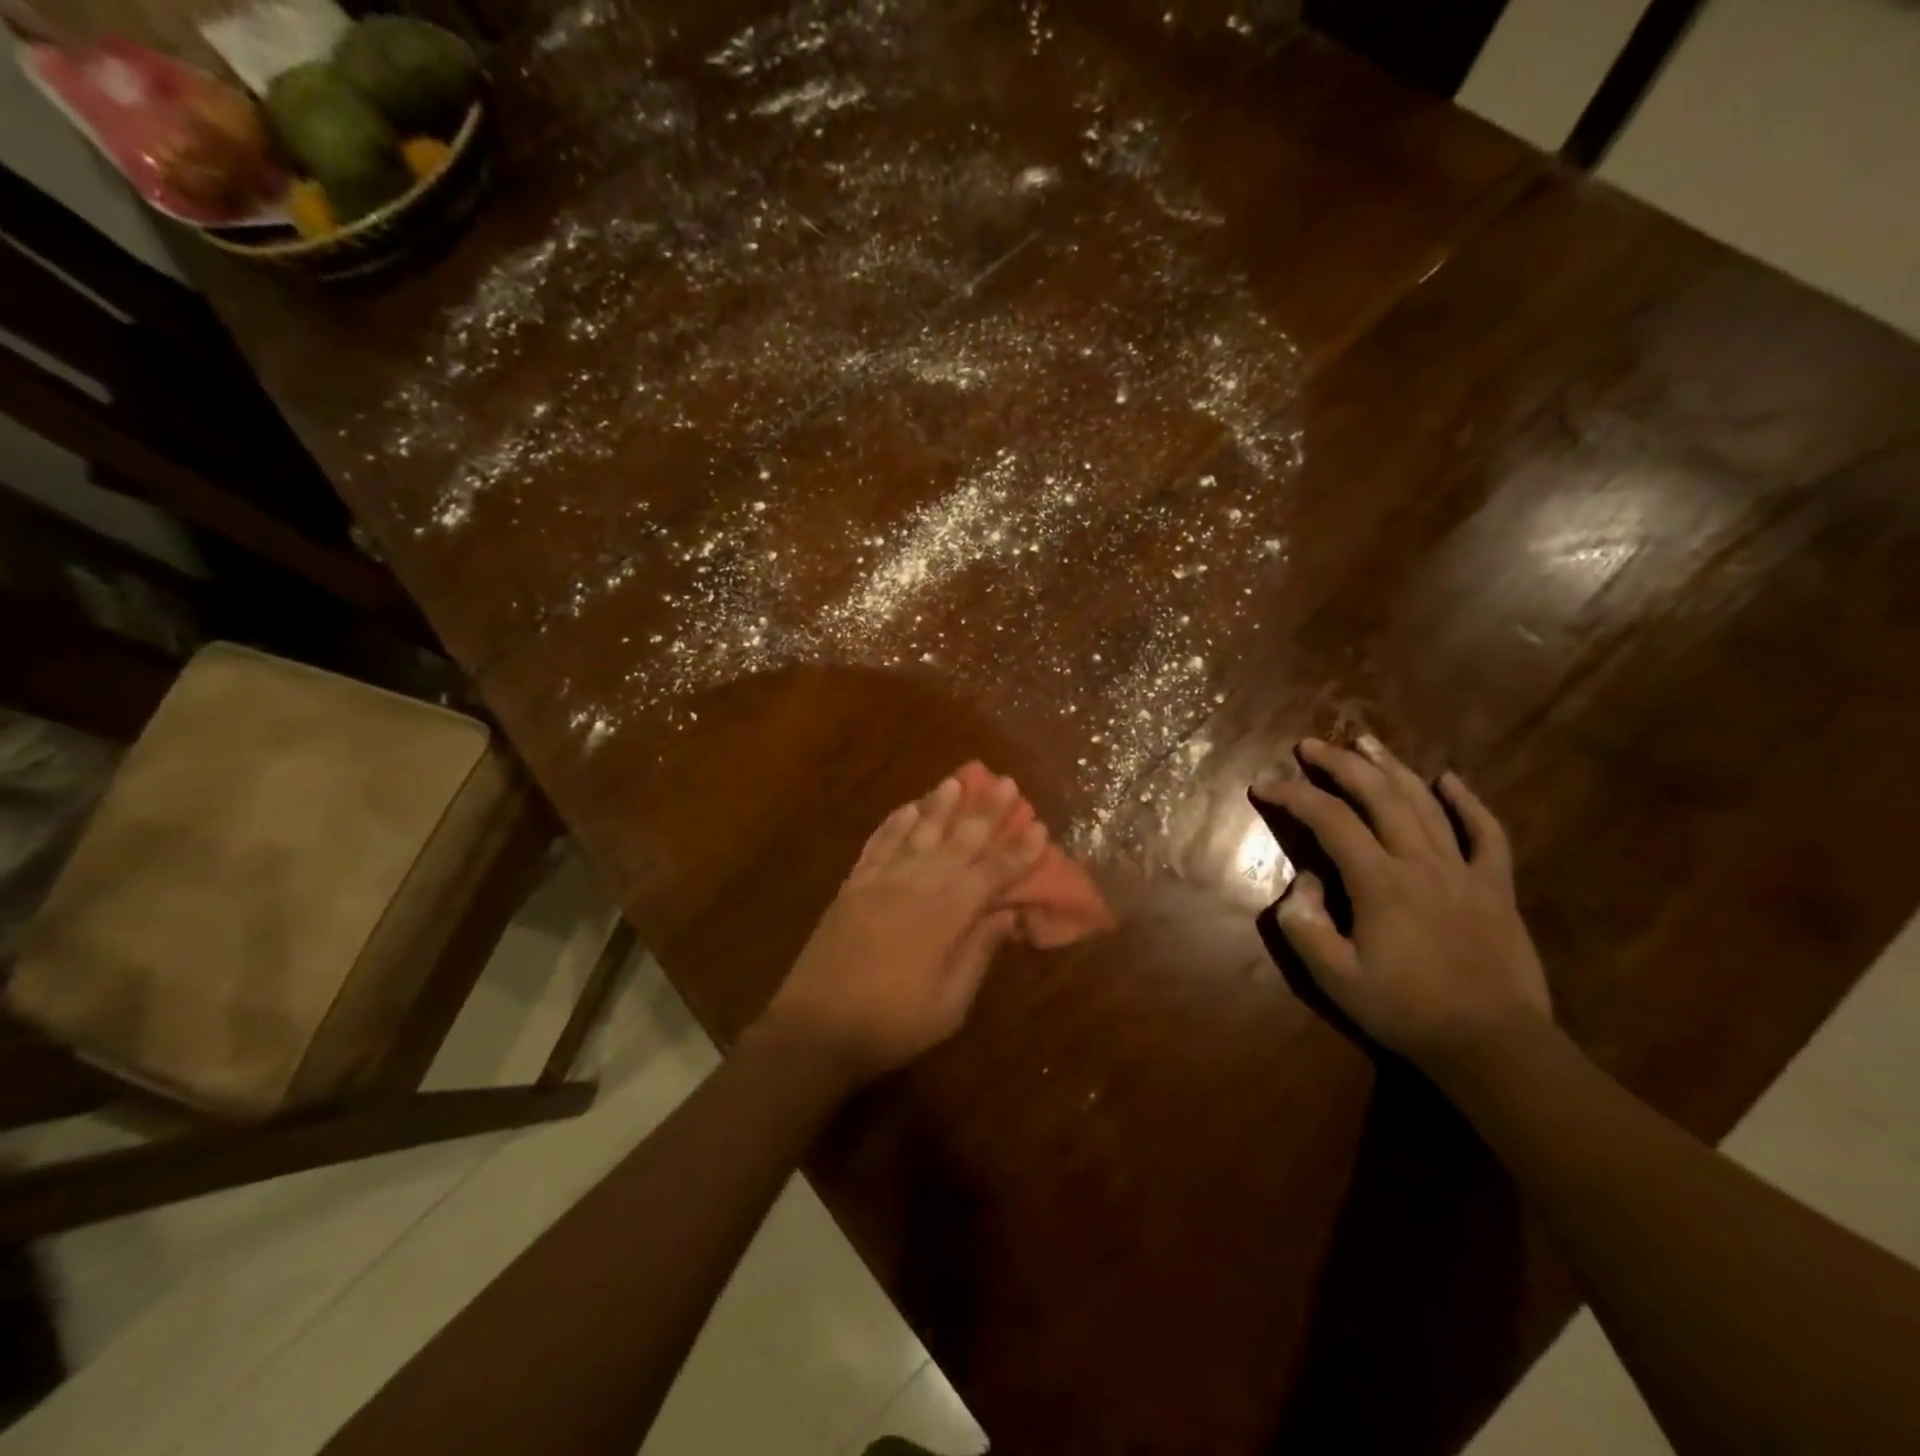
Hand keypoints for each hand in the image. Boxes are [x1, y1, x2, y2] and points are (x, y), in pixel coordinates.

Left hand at [757, 771, 1046, 1086]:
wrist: (814, 1028)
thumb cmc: (890, 1025)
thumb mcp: (949, 1005)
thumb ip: (978, 953)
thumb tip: (1007, 915)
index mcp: (945, 915)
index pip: (991, 874)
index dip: (1017, 851)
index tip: (1039, 827)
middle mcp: (915, 885)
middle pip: (958, 841)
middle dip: (985, 812)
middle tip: (1006, 783)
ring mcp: (879, 881)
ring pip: (918, 833)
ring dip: (940, 805)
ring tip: (958, 780)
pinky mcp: (853, 885)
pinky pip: (879, 844)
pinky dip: (895, 823)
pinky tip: (908, 809)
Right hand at [1256, 735, 1550, 1065]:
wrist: (1493, 1045)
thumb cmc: (1405, 1010)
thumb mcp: (1334, 977)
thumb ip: (1304, 925)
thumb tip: (1302, 881)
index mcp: (1379, 881)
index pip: (1328, 819)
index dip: (1292, 795)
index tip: (1263, 786)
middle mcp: (1421, 862)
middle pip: (1378, 795)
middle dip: (1340, 764)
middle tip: (1310, 746)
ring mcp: (1463, 871)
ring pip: (1426, 803)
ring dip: (1392, 768)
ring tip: (1366, 743)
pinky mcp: (1495, 887)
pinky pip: (1487, 834)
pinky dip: (1469, 803)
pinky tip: (1451, 780)